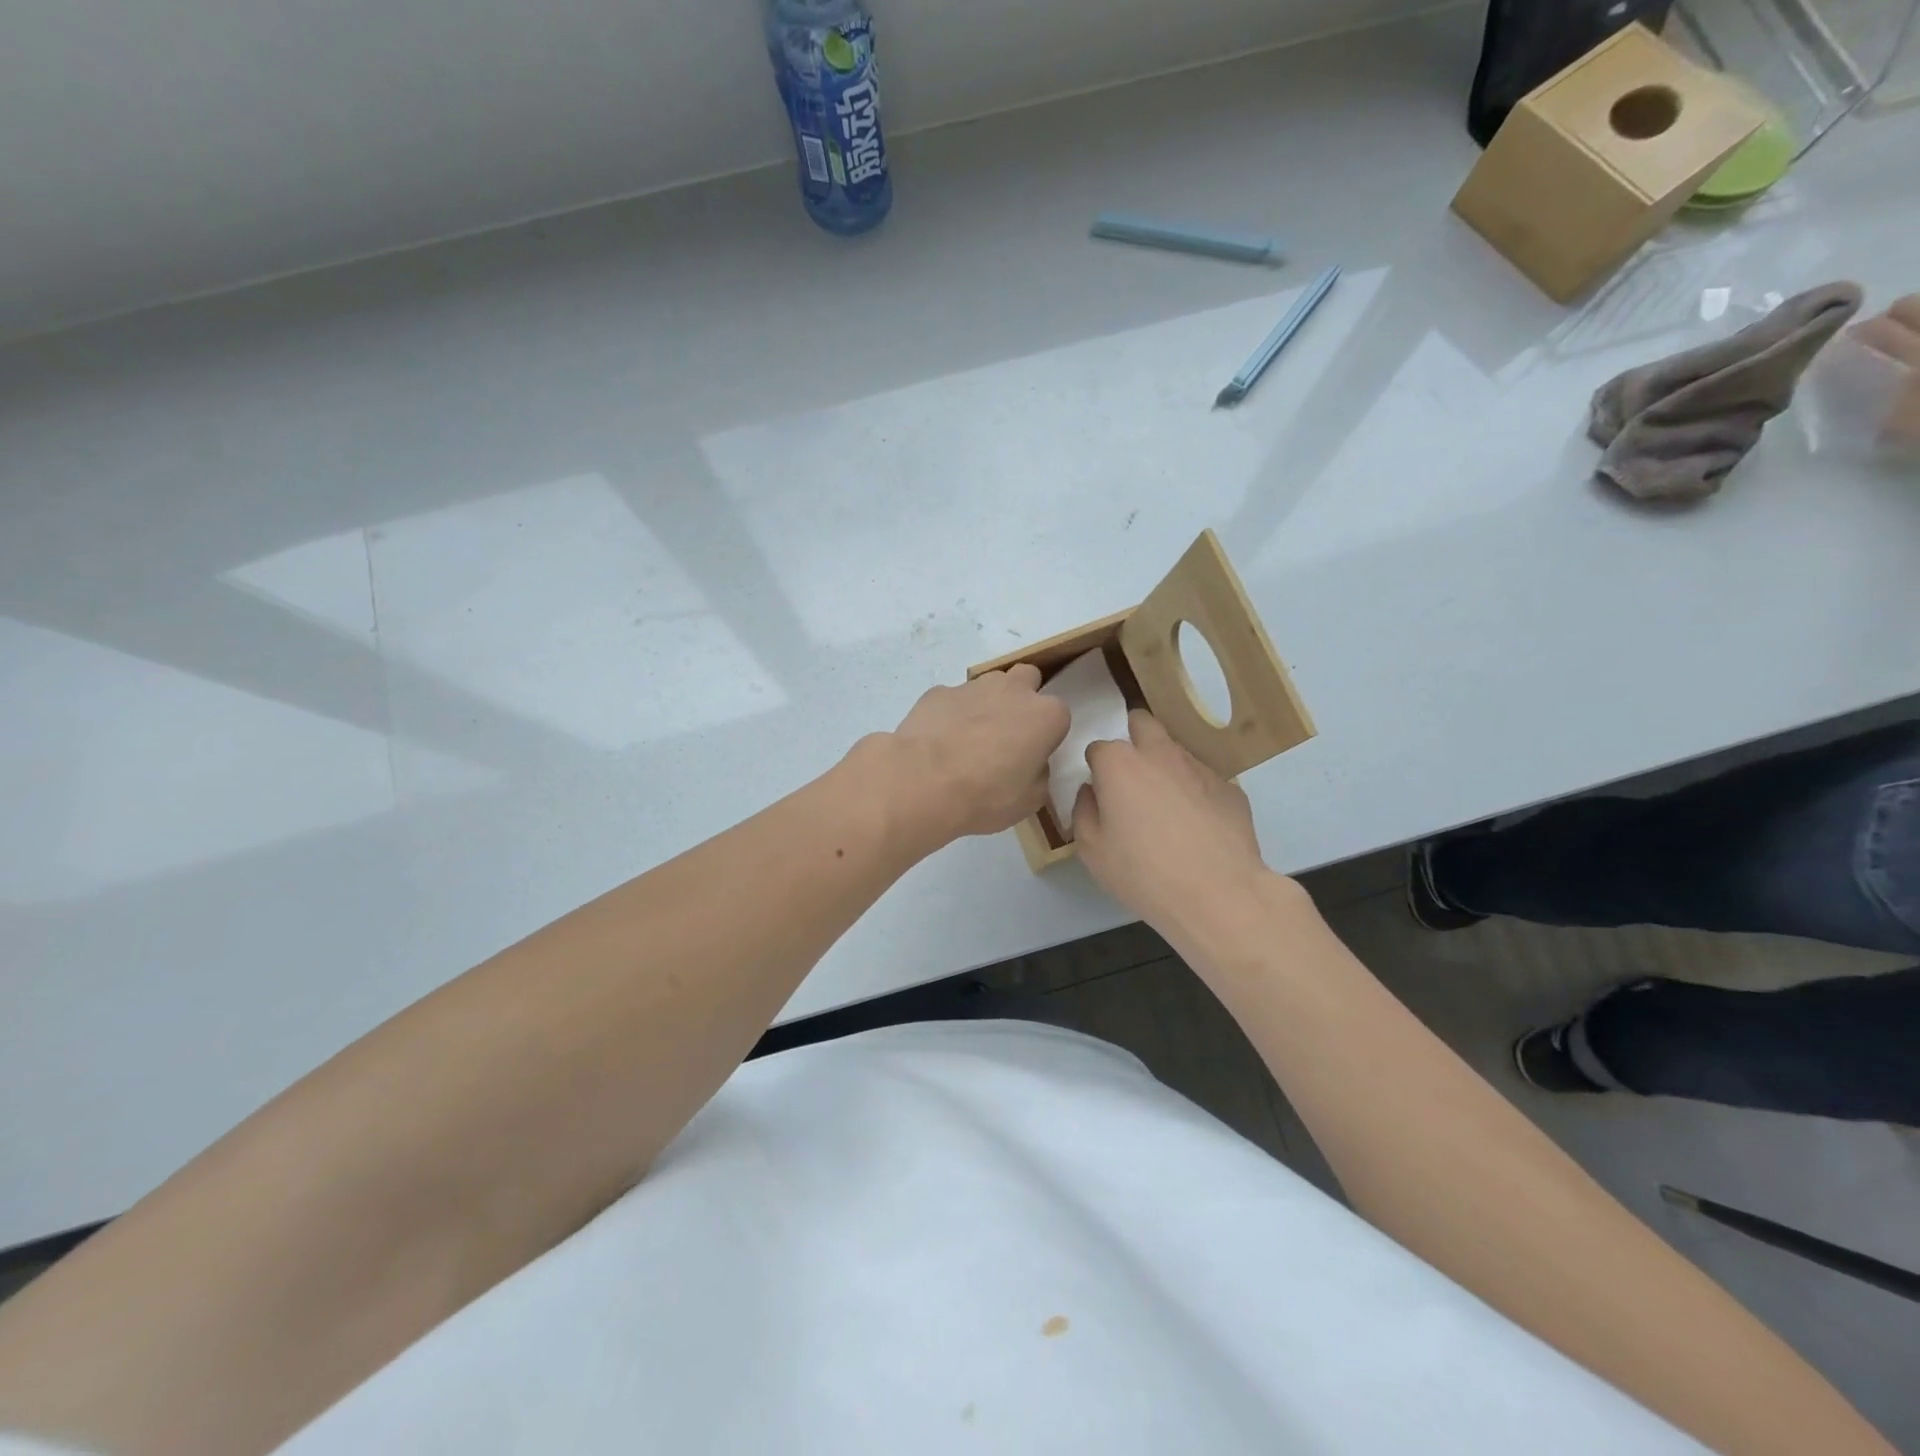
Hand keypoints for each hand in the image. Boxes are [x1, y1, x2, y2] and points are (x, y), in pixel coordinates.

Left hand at [881, 664, 1069, 848]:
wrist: (923, 782)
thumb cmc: (986, 795)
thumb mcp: (1029, 800)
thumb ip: (1038, 773)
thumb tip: (1030, 763)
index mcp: (1045, 715)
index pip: (1058, 715)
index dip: (1045, 734)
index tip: (1032, 755)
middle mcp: (1013, 690)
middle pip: (1027, 679)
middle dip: (1021, 699)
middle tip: (1006, 734)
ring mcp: (973, 686)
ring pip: (989, 685)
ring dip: (986, 704)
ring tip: (968, 739)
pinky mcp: (938, 692)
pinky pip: (953, 699)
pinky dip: (951, 714)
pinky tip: (939, 741)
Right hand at [1072, 711, 1273, 935]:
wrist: (1217, 894)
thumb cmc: (1142, 872)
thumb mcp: (1091, 849)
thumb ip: (1083, 810)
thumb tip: (1092, 792)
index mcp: (1120, 764)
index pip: (1098, 747)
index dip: (1096, 769)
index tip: (1099, 792)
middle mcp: (1160, 754)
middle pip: (1142, 724)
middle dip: (1132, 738)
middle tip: (1130, 778)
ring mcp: (1200, 768)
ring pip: (1175, 752)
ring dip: (1165, 768)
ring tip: (1166, 811)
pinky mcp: (1231, 788)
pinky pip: (1204, 781)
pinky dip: (1196, 794)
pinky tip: (1197, 828)